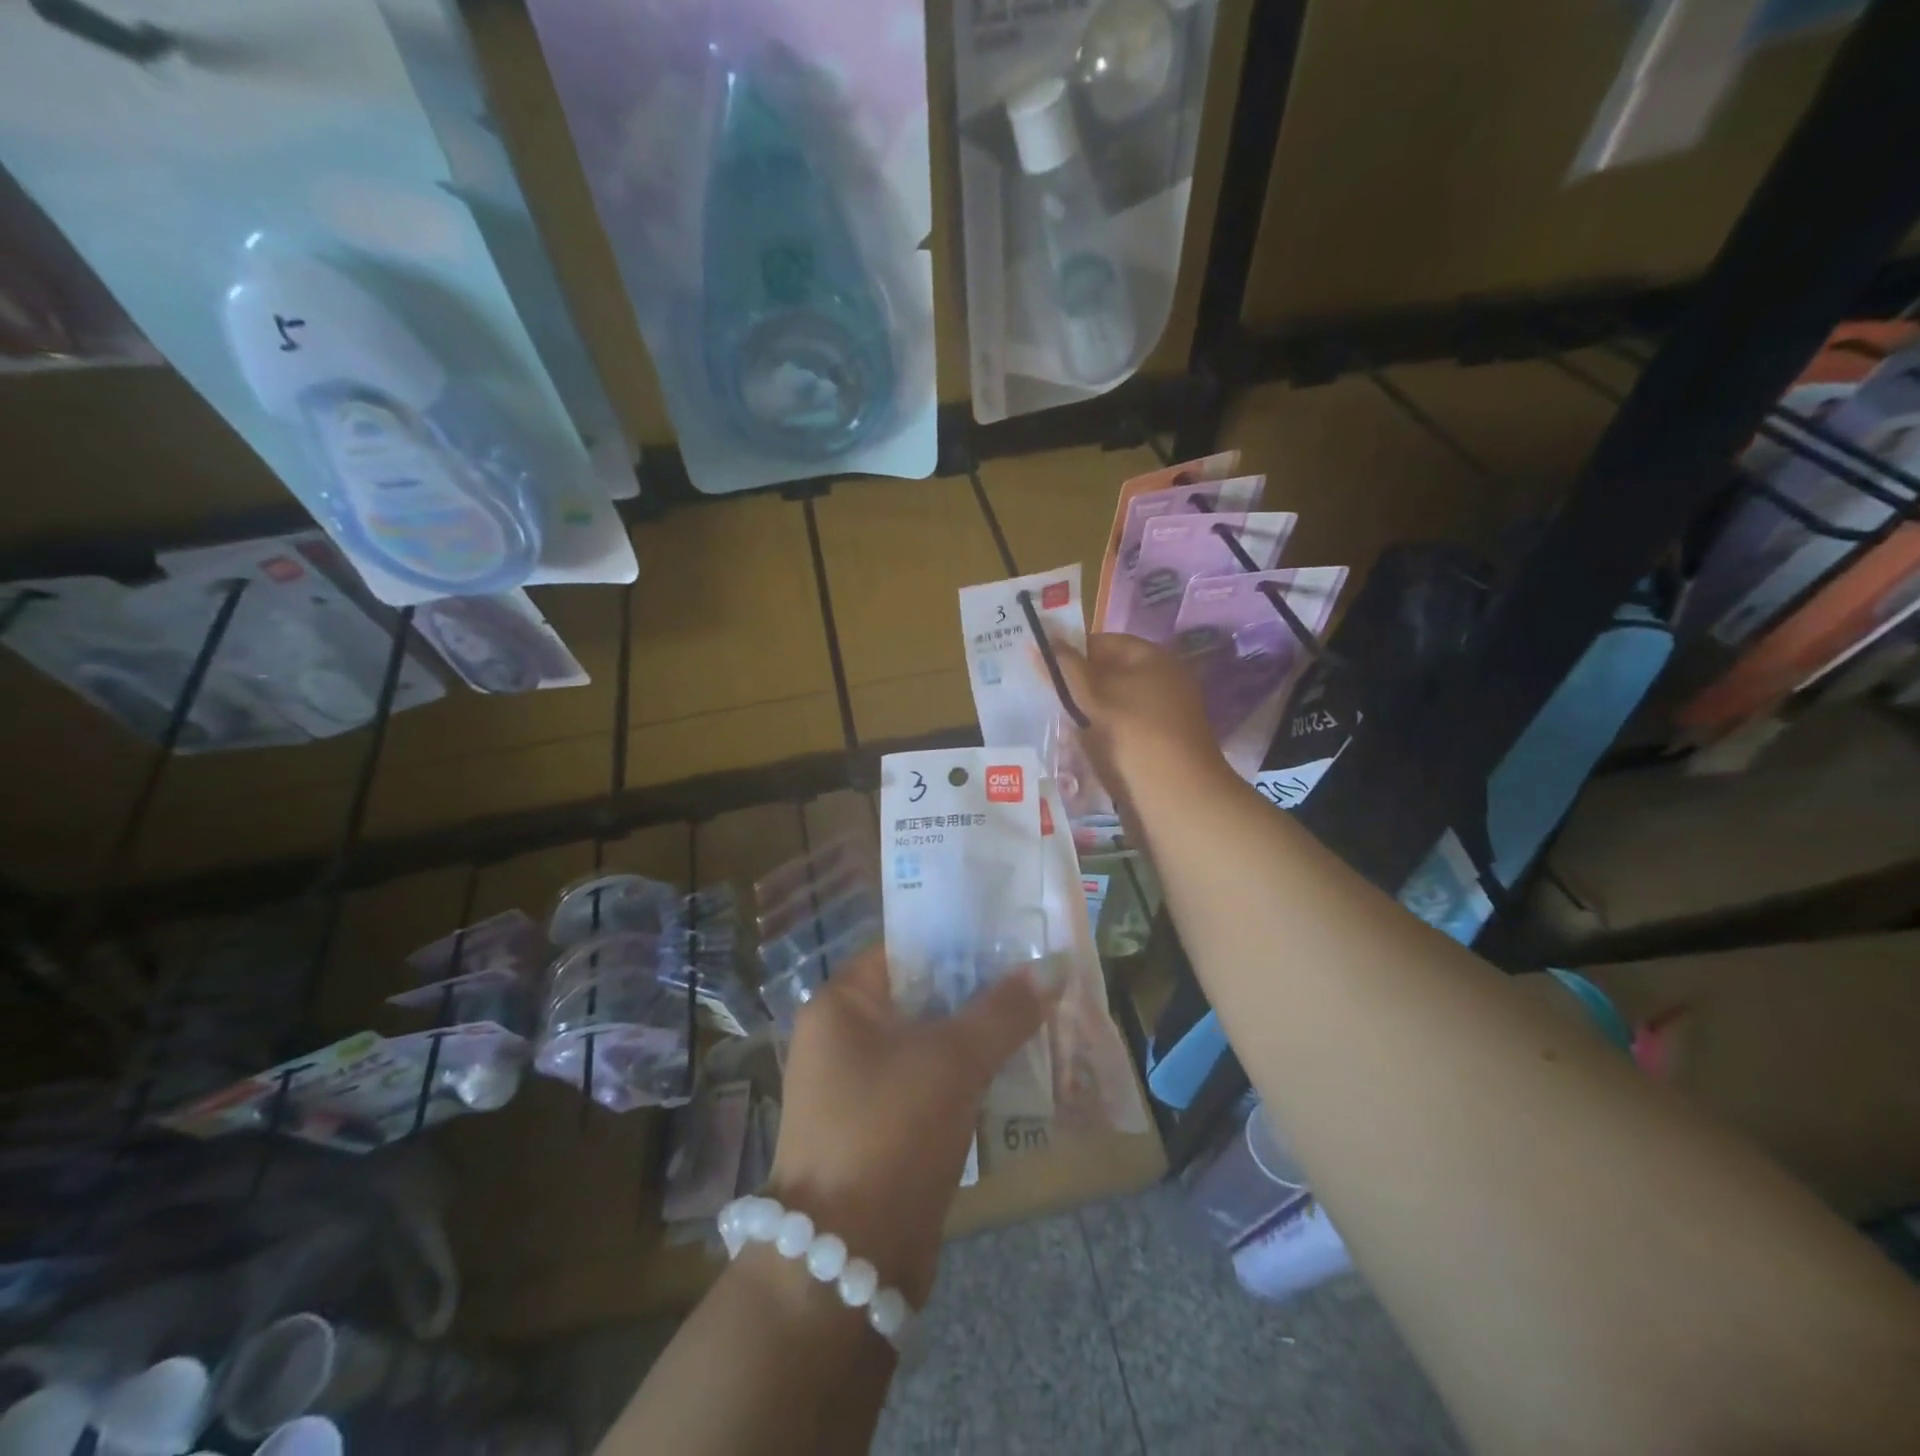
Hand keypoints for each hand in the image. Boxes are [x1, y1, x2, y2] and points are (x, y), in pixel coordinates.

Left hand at [769, 947, 1057, 1305]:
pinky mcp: (882, 1126)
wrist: (847, 1263)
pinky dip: (968, 1074)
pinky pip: (931, 1081)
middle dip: (979, 990)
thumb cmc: (890, 1131)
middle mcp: (843, 1036)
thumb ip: (1004, 1009)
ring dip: (979, 1034)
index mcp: (842, 1003)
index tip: (1014, 937)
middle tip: (1039, 978)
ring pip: (931, 1040)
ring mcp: (860, 1084)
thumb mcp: (952, 1060)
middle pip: (922, 993)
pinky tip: (1017, 1069)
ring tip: (1040, 1017)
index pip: (906, 948)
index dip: (960, 939)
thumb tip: (1055, 964)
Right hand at [1045, 632, 1231, 804]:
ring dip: (1085, 715)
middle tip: (1043, 699)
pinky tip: (1079, 749)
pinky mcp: (1158, 745)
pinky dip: (1100, 736)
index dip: (1071, 653)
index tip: (1041, 671)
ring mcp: (1162, 715)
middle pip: (1108, 675)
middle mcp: (1162, 680)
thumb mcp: (1095, 696)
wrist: (1176, 796)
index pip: (1103, 642)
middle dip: (1076, 687)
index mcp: (1153, 658)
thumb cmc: (1134, 734)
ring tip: (1056, 725)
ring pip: (1112, 705)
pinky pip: (1121, 731)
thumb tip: (1039, 640)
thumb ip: (1065, 668)